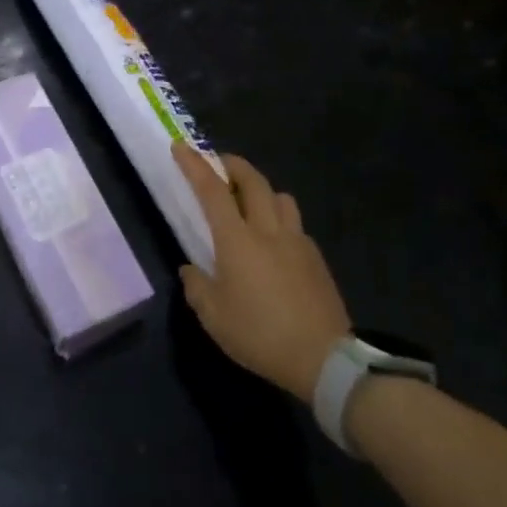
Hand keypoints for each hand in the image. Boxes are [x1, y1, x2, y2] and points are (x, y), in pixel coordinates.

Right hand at [171, 143, 351, 403]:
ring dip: (262, 190)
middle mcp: (268, 231)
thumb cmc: (260, 334)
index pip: (213, 191)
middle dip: (234, 165)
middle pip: (254, 182)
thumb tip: (191, 270)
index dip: (195, 166)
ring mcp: (297, 242)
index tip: (182, 147)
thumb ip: (197, 287)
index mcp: (237, 240)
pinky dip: (280, 220)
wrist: (324, 358)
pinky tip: (275, 242)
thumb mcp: (213, 317)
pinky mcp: (316, 259)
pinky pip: (296, 225)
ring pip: (281, 198)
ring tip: (250, 202)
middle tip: (220, 163)